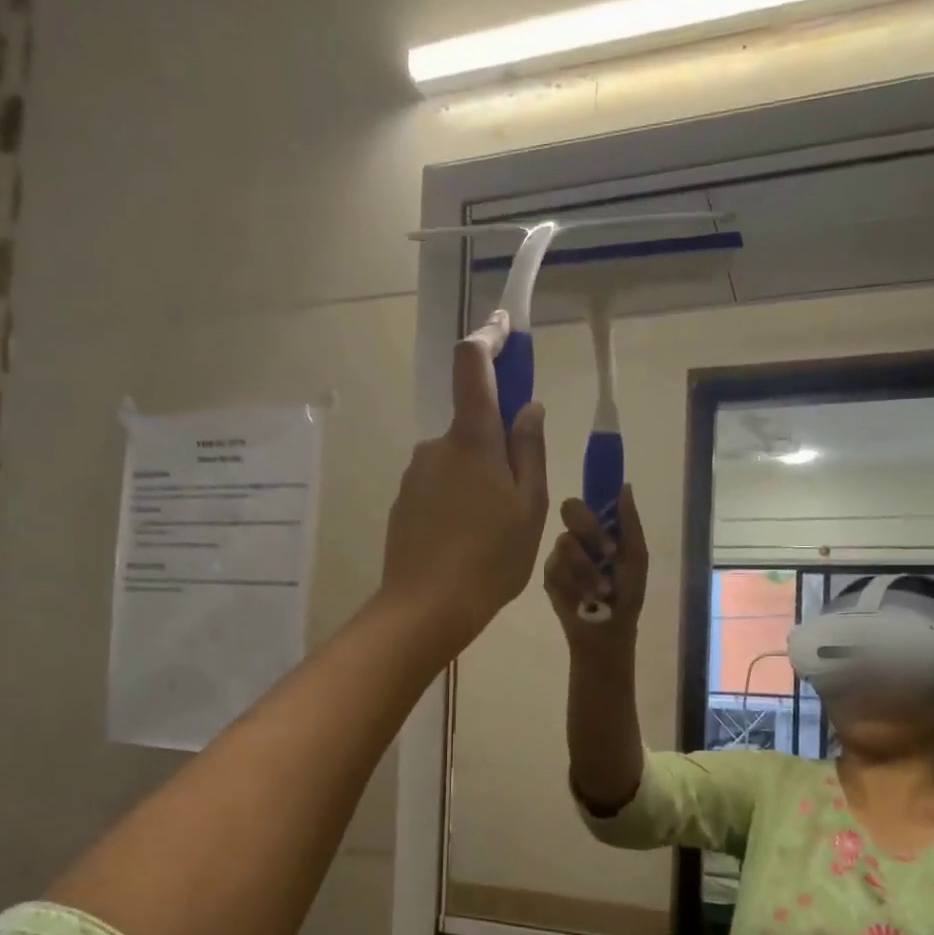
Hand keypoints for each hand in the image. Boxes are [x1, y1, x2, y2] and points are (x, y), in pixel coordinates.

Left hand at [380, 312, 548, 656]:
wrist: (426, 608)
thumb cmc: (491, 557)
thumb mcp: (529, 506)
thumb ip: (529, 450)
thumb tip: (528, 408)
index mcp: (472, 440)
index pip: (473, 366)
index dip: (489, 338)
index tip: (505, 326)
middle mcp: (437, 446)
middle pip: (472, 425)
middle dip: (498, 446)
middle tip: (519, 497)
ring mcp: (415, 475)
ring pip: (458, 461)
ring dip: (479, 480)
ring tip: (495, 531)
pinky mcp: (404, 502)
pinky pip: (440, 487)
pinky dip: (459, 502)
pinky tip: (468, 542)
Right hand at [543, 484, 647, 653]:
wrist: (608, 632)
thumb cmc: (627, 595)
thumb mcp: (636, 558)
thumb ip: (629, 523)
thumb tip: (624, 486)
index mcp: (601, 528)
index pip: (591, 497)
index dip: (593, 486)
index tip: (601, 489)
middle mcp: (578, 536)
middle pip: (570, 508)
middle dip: (590, 529)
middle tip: (610, 552)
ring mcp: (560, 555)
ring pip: (565, 542)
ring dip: (588, 568)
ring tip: (602, 592)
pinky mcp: (548, 576)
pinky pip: (556, 568)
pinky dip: (576, 584)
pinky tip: (585, 600)